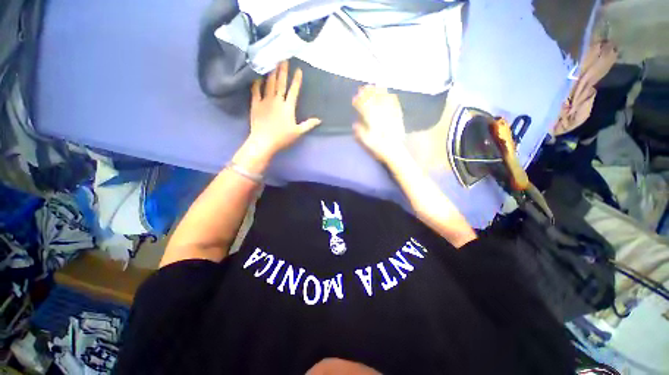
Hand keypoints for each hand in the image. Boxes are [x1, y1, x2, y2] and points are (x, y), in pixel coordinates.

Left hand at [247, 61, 320, 157]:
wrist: (264, 141)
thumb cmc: (282, 137)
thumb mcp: (298, 132)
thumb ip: (308, 124)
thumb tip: (319, 120)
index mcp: (288, 107)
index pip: (293, 91)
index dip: (296, 80)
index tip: (298, 69)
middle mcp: (277, 100)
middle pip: (281, 83)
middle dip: (283, 70)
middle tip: (284, 58)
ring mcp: (265, 101)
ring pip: (269, 84)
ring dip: (272, 73)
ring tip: (273, 62)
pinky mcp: (255, 104)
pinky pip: (255, 90)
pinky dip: (256, 82)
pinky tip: (257, 75)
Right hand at [352, 85, 406, 164]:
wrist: (394, 151)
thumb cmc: (379, 148)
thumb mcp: (366, 142)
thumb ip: (360, 132)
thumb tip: (355, 123)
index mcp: (373, 122)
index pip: (365, 109)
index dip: (359, 102)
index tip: (355, 97)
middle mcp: (382, 116)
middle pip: (374, 101)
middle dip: (368, 94)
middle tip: (363, 87)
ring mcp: (390, 115)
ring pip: (385, 101)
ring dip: (379, 92)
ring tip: (376, 85)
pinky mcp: (398, 117)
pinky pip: (395, 105)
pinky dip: (392, 98)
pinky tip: (390, 93)